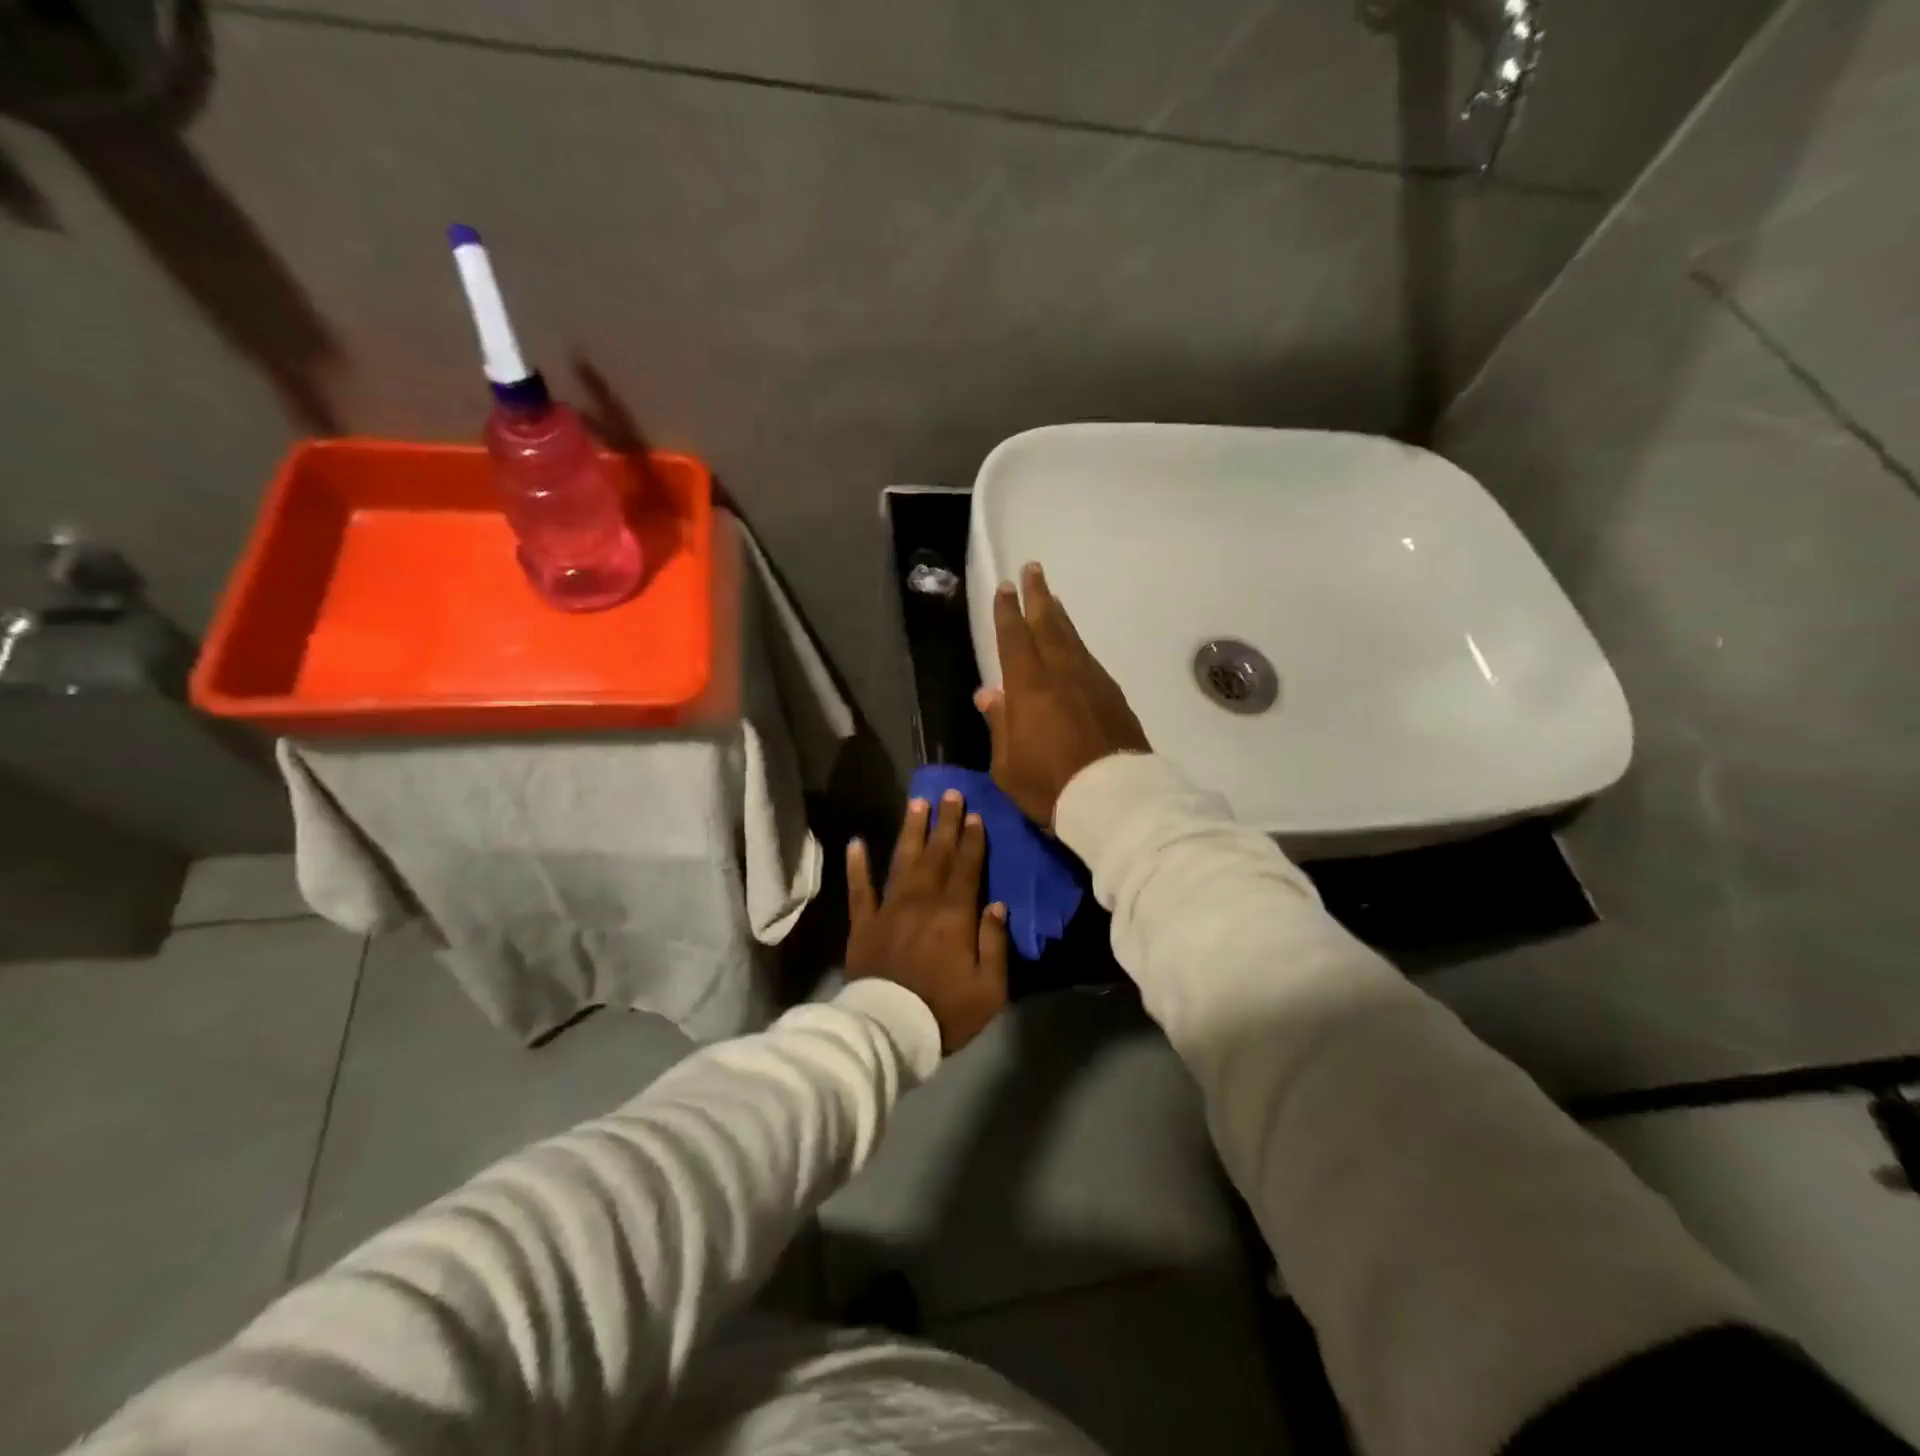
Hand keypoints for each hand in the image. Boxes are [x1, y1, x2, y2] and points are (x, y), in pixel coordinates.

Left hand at [845, 790, 1009, 1054]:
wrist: (888, 1032)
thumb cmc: (945, 1012)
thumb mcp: (989, 988)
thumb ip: (995, 943)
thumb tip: (997, 905)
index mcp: (953, 915)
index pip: (966, 868)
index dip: (971, 840)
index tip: (974, 814)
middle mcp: (921, 902)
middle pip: (936, 855)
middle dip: (946, 823)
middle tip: (950, 793)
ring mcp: (888, 910)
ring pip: (902, 861)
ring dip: (911, 831)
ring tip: (917, 803)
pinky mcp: (862, 924)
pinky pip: (859, 889)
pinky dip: (857, 865)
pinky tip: (856, 843)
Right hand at [975, 562, 1150, 828]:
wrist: (1115, 801)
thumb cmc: (1050, 786)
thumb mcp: (1008, 765)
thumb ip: (999, 724)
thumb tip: (988, 693)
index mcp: (1029, 688)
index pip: (1014, 639)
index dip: (1007, 612)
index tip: (1004, 588)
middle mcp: (1062, 674)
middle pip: (1048, 625)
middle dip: (1037, 596)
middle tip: (1033, 569)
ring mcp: (1092, 682)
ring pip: (1072, 638)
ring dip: (1060, 615)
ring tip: (1052, 598)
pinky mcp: (1114, 696)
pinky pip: (1090, 659)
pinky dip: (1078, 644)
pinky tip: (1075, 645)